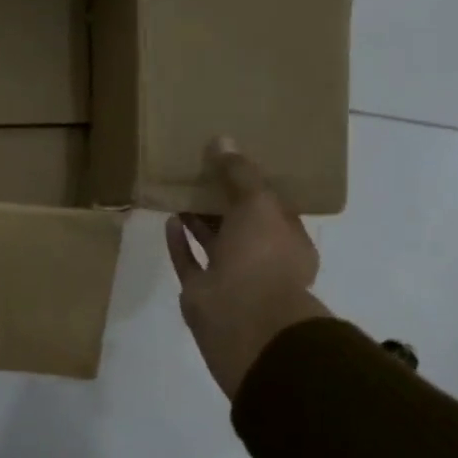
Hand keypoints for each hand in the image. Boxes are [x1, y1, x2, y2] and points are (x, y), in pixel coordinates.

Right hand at [165, 137, 329, 399]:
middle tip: (199, 171)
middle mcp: (262, 259)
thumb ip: (239, 173)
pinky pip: (189, 261)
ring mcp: (231, 278)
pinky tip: (169, 218)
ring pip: (213, 241)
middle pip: (239, 223)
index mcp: (288, 241)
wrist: (241, 316)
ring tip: (180, 189)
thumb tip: (222, 141)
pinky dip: (180, 241)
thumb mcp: (258, 202)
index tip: (231, 161)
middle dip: (221, 200)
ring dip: (198, 218)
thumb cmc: (262, 255)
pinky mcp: (201, 291)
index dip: (253, 184)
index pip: (271, 207)